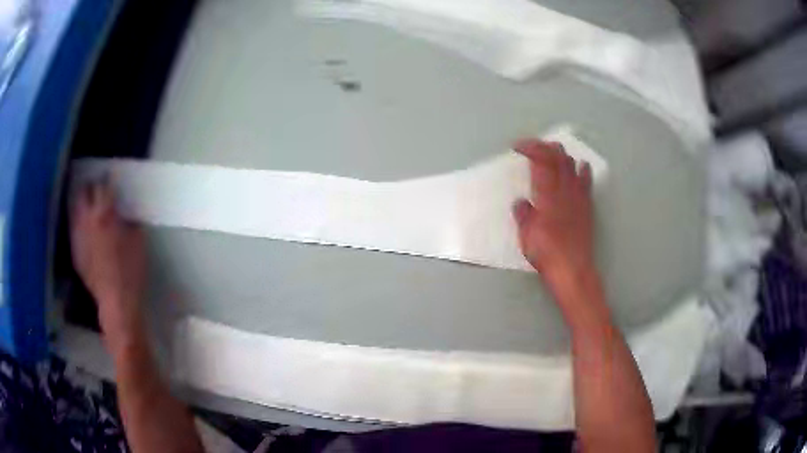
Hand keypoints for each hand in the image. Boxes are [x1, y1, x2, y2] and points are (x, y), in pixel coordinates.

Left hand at [70, 179, 146, 349]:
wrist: (116, 301)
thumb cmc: (131, 270)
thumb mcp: (138, 241)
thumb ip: (129, 221)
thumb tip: (123, 212)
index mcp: (105, 214)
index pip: (103, 185)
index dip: (107, 178)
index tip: (109, 175)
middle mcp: (87, 219)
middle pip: (84, 192)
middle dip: (90, 187)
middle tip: (96, 189)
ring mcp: (78, 235)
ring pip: (75, 209)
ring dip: (82, 204)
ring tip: (88, 206)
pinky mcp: (74, 250)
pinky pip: (74, 229)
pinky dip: (79, 224)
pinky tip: (85, 230)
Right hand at [511, 139, 595, 288]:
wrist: (572, 269)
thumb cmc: (546, 253)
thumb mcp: (526, 235)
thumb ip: (523, 215)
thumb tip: (521, 203)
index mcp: (547, 195)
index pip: (541, 160)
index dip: (530, 148)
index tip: (517, 147)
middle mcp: (564, 190)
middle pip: (557, 157)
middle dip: (544, 146)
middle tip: (532, 147)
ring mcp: (578, 197)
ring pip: (572, 165)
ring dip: (561, 154)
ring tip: (552, 151)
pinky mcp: (587, 207)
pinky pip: (586, 182)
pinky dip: (582, 170)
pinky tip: (582, 165)